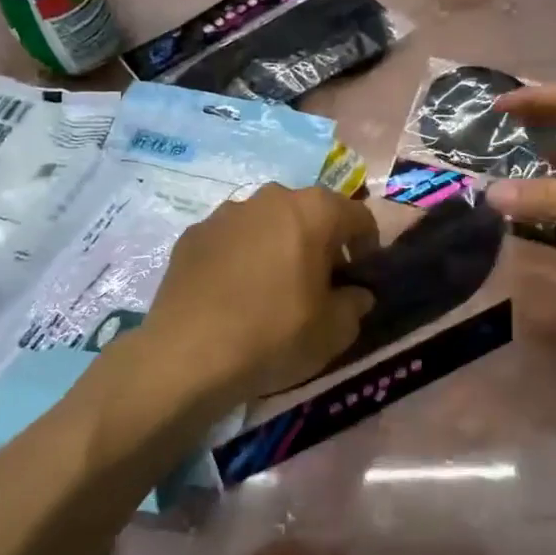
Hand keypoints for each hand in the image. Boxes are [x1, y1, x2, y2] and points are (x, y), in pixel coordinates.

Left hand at [142, 184, 378, 404]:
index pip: (359, 217)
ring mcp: (225, 213)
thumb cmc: (274, 335)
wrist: (188, 356)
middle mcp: (270, 198)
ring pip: (267, 223)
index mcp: (313, 211)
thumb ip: (355, 304)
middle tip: (320, 283)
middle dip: (321, 242)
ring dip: (278, 246)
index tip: (361, 277)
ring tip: (273, 288)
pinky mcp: (192, 235)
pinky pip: (231, 240)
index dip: (367, 247)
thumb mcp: (335, 331)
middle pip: (309, 214)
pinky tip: (234, 294)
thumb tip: (355, 293)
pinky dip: (241, 257)